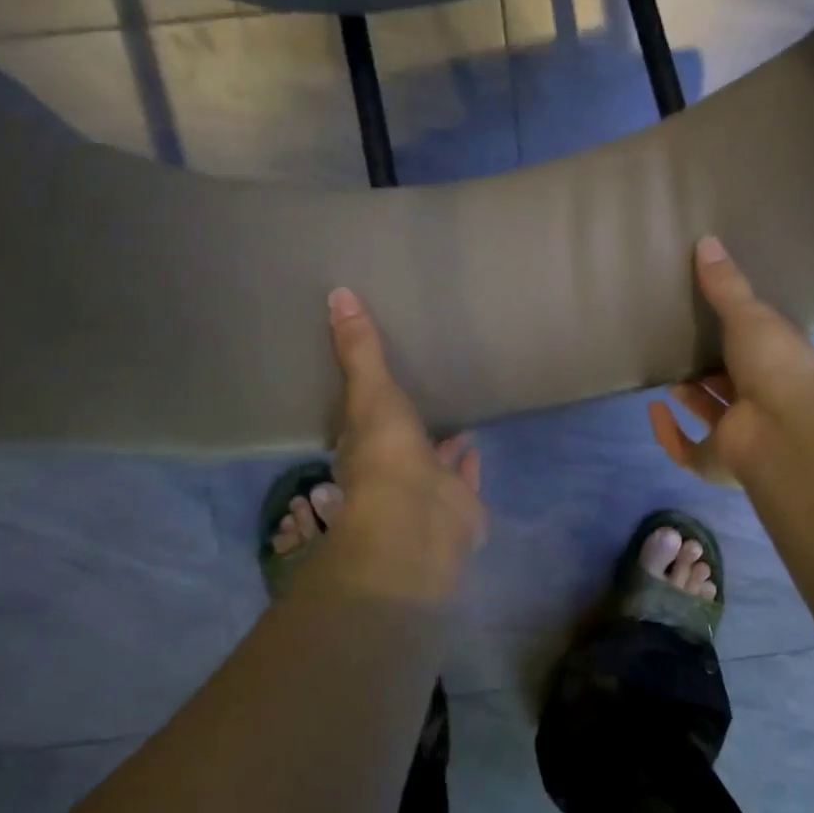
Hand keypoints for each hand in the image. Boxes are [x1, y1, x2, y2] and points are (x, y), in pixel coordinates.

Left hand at [317, 287, 486, 602]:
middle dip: (406, 426)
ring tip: (454, 419)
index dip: (366, 404)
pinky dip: (469, 465)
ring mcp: (427, 489)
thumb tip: (337, 293)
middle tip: (417, 398)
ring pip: (432, 462)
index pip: (361, 421)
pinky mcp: (459, 504)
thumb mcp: (369, 392)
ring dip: (440, 446)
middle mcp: (392, 469)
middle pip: (398, 443)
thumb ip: (359, 349)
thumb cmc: (386, 455)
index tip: (374, 382)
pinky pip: (465, 479)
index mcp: (364, 446)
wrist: (418, 519)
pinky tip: (476, 446)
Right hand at [649, 236, 813, 485]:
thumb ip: (725, 285)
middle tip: (680, 342)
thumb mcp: (750, 315)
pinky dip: (667, 433)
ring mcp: (739, 434)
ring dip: (689, 395)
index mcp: (779, 365)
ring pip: (709, 413)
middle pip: (730, 381)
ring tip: (665, 368)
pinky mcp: (716, 461)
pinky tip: (653, 409)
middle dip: (707, 366)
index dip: (736, 334)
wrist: (785, 430)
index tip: (711, 315)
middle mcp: (762, 400)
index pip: (756, 347)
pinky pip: (686, 450)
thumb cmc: (776, 366)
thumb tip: (706, 240)